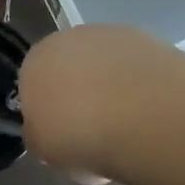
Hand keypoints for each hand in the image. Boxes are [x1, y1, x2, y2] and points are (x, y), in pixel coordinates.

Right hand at [18, 24, 184, 181]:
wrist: (143, 116)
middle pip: (69, 68)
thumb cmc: (82, 136)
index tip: (64, 135)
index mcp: (34, 63)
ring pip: (103, 64)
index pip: (33, 85)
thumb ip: (40, 134)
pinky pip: (133, 65)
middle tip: (95, 131)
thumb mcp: (46, 150)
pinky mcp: (143, 37)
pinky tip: (150, 109)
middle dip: (79, 93)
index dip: (49, 111)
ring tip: (130, 124)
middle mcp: (65, 39)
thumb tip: (46, 130)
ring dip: (111, 86)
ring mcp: (107, 34)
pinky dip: (139, 82)